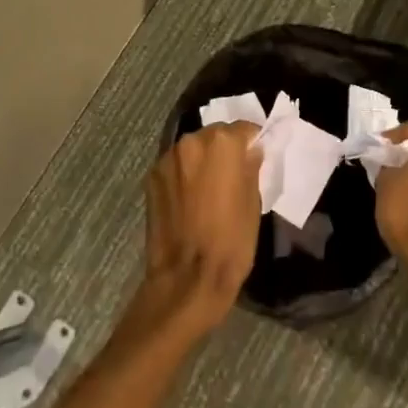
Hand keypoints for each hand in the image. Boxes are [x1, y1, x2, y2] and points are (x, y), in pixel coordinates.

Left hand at [140, 123, 262, 336]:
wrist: (187, 278)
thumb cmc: (231, 241)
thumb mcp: (253, 202)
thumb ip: (250, 168)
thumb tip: (250, 151)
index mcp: (222, 144)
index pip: (244, 129)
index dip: (252, 141)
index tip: (256, 156)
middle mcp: (191, 141)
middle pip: (214, 136)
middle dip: (224, 150)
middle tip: (232, 174)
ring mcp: (167, 159)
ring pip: (192, 150)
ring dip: (201, 161)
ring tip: (208, 189)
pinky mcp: (151, 178)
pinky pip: (175, 167)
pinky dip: (183, 175)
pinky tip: (189, 200)